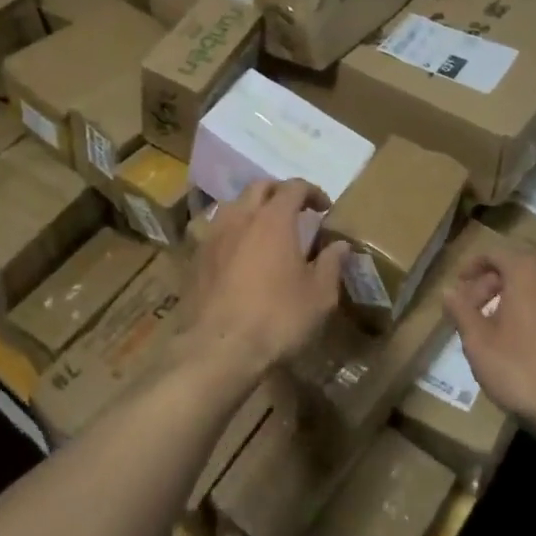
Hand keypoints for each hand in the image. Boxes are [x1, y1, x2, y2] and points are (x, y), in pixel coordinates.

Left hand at [178, 180, 345, 386]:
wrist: (217, 349)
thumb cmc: (277, 318)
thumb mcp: (319, 296)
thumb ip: (331, 264)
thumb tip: (340, 245)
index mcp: (273, 218)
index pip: (294, 187)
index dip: (312, 192)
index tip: (324, 208)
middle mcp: (241, 216)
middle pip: (259, 187)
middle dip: (280, 192)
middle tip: (295, 211)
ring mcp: (214, 235)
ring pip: (234, 205)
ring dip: (253, 209)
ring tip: (266, 230)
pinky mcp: (196, 257)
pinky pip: (217, 231)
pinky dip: (234, 232)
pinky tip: (241, 255)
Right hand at [444, 243, 535, 437]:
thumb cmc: (524, 369)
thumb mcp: (479, 343)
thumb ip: (461, 312)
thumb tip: (448, 291)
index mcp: (527, 273)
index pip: (496, 252)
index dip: (472, 265)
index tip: (459, 285)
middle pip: (518, 270)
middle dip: (492, 285)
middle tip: (473, 310)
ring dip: (514, 304)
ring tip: (496, 333)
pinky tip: (528, 352)